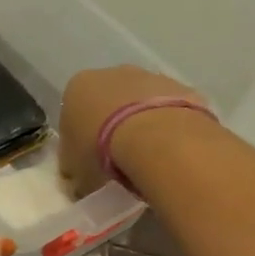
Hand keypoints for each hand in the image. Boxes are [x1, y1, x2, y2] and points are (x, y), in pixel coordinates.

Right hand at [58, 65, 204, 197]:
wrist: (156, 138)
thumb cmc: (101, 151)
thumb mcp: (75, 172)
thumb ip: (74, 171)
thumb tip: (79, 181)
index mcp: (77, 88)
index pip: (72, 112)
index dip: (79, 138)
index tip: (87, 159)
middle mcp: (111, 74)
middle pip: (107, 101)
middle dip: (111, 124)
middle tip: (116, 158)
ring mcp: (149, 76)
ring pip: (140, 103)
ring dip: (141, 123)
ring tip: (146, 157)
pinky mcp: (182, 86)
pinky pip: (169, 109)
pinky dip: (167, 125)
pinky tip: (169, 150)